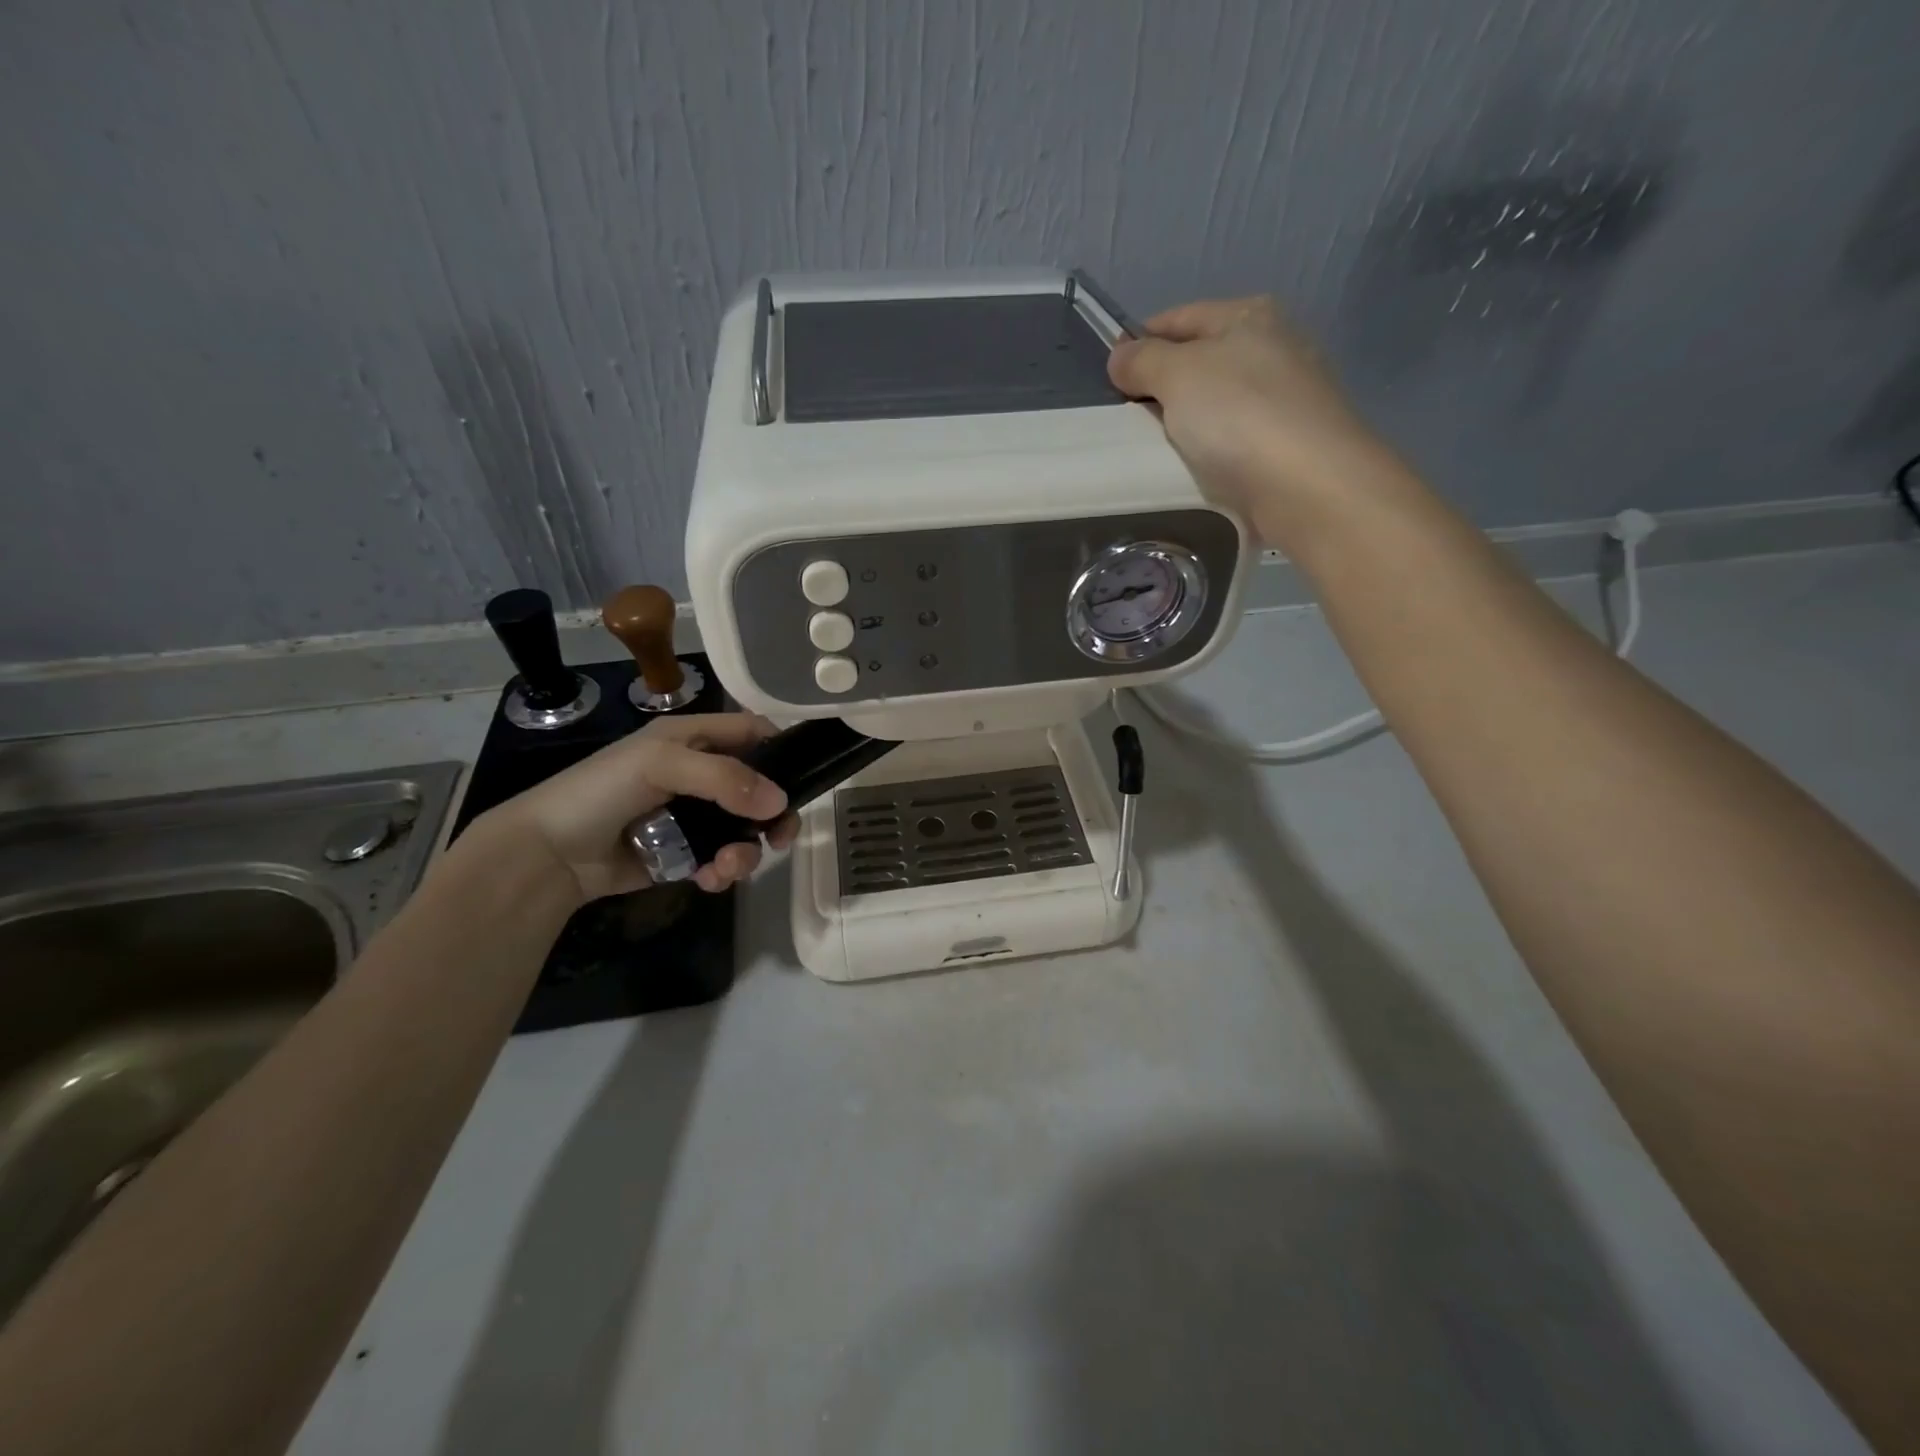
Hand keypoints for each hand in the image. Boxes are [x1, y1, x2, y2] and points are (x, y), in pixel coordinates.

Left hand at [480, 713, 798, 902]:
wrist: (547, 853)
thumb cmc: (602, 790)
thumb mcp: (662, 764)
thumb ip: (724, 778)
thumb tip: (781, 802)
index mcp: (692, 738)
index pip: (751, 732)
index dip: (781, 748)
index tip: (803, 776)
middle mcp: (698, 774)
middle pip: (758, 788)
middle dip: (773, 813)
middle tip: (781, 837)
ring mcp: (692, 816)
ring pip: (743, 829)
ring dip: (746, 850)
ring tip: (726, 867)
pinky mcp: (684, 853)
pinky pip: (721, 858)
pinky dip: (723, 870)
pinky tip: (708, 879)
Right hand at [1107, 297, 1393, 546]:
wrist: (1308, 485)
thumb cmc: (1239, 416)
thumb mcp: (1178, 374)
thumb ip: (1142, 360)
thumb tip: (1120, 356)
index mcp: (1249, 315)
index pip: (1179, 318)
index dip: (1140, 342)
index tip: (1109, 377)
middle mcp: (1274, 346)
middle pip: (1199, 361)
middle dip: (1162, 387)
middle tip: (1126, 420)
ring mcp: (1286, 397)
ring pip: (1216, 404)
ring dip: (1185, 423)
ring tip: (1153, 450)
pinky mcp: (1290, 444)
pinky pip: (1233, 440)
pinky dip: (1209, 451)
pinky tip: (1194, 470)